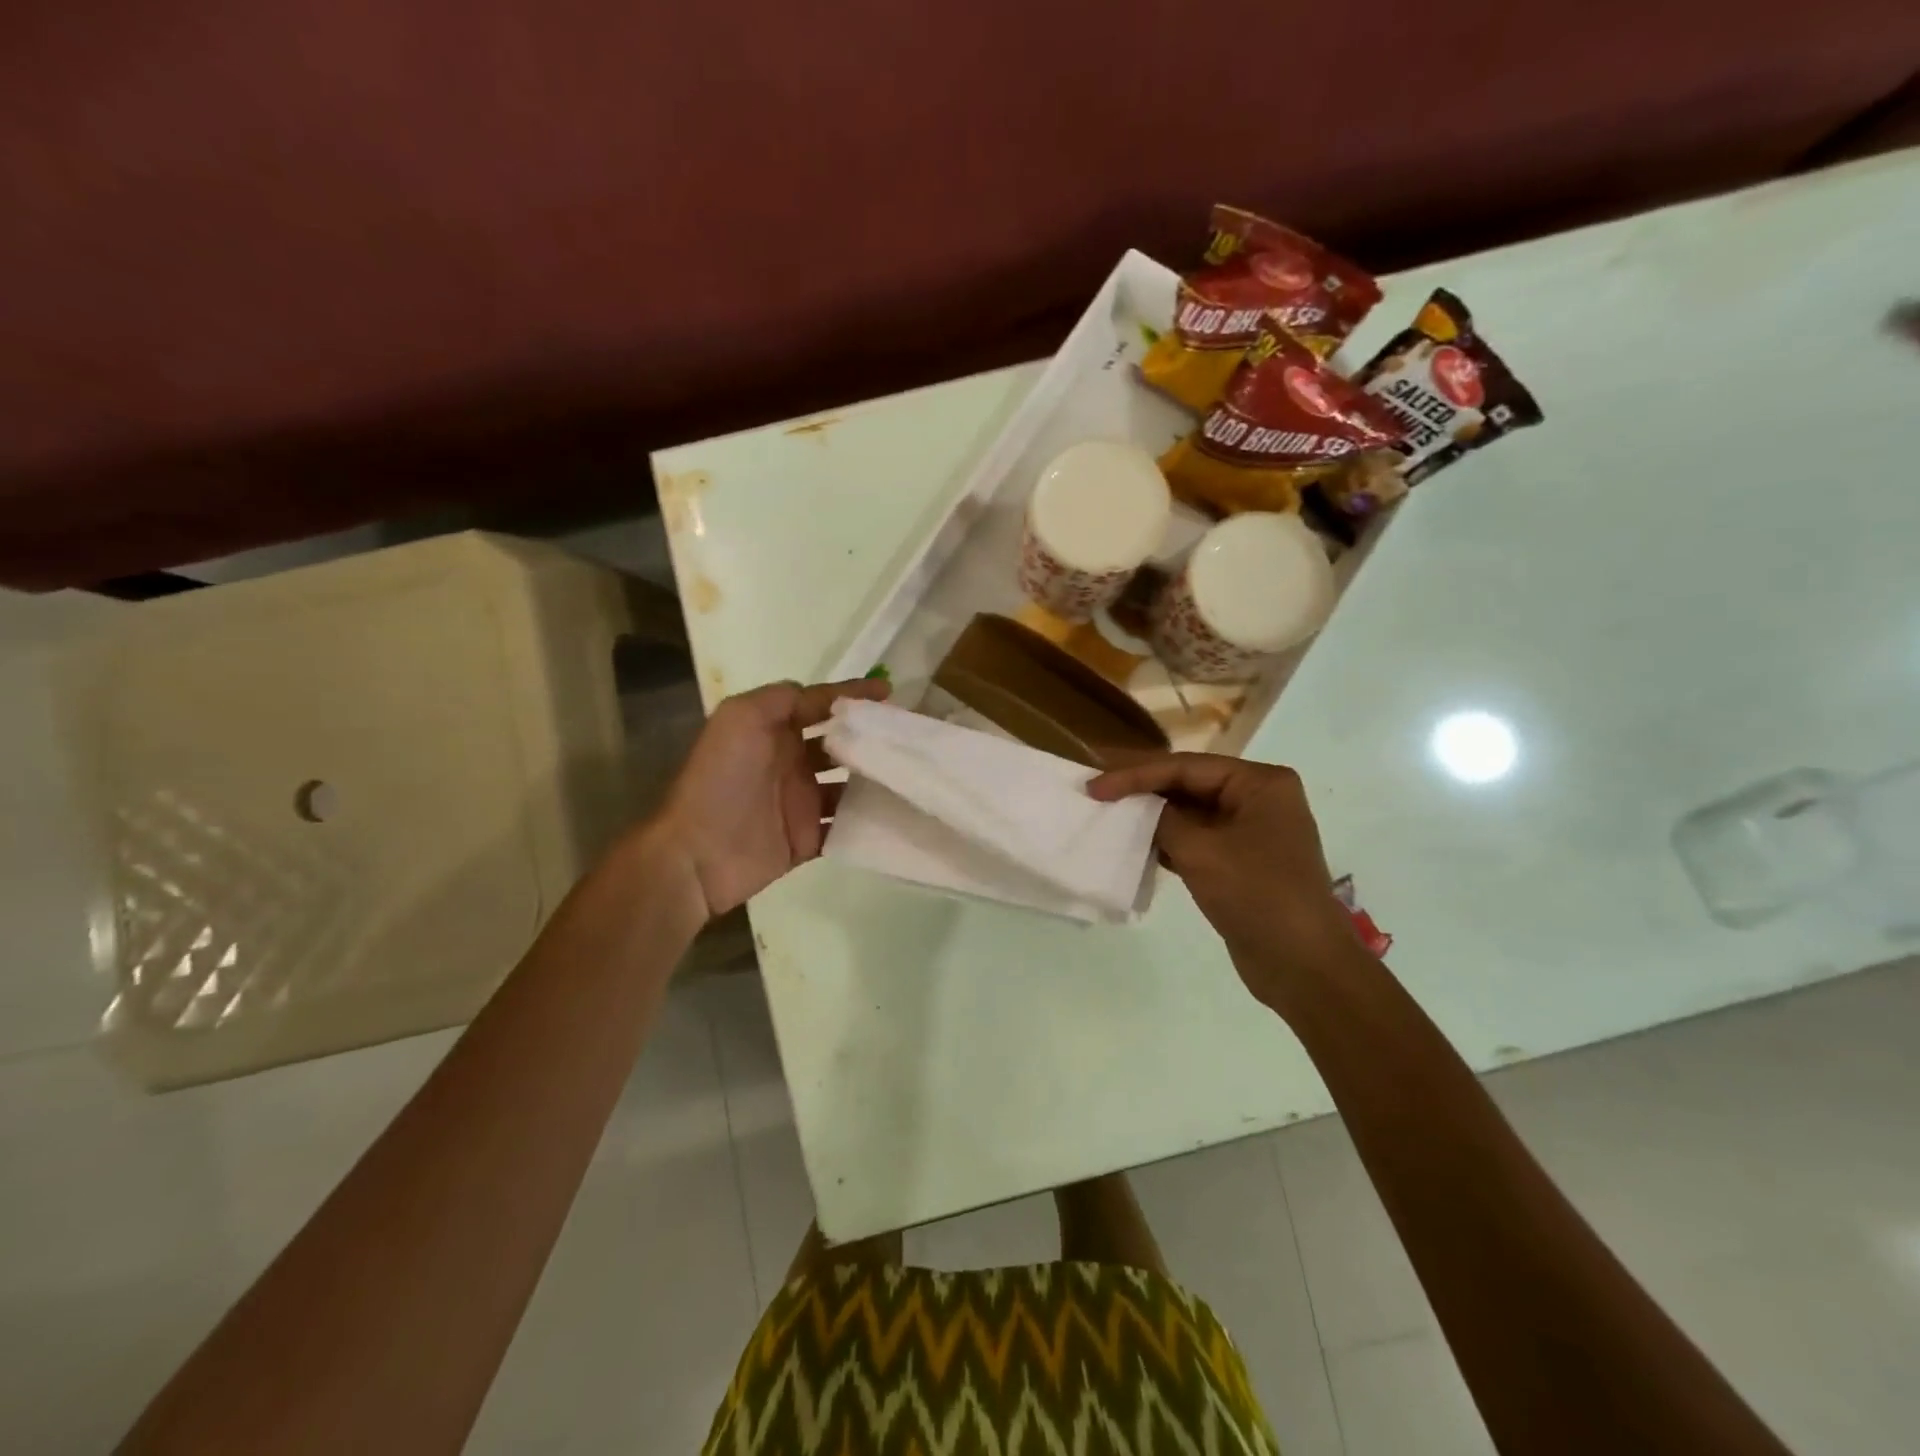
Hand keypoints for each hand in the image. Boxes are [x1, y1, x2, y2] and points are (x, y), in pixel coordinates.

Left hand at [654, 677, 889, 920]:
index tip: (890, 693)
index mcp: (773, 731)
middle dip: (871, 740)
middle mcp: (789, 763)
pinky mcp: (806, 840)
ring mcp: (799, 803)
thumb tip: (822, 696)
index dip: (852, 696)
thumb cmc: (720, 779)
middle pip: (840, 746)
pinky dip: (867, 822)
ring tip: (912, 776)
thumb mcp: (741, 718)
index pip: (819, 706)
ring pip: (848, 787)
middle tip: (909, 739)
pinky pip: (843, 827)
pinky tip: (896, 815)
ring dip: (875, 782)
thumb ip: (781, 698)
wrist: (696, 854)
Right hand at [1088, 753, 1363, 1007]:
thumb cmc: (1257, 896)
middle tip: (1097, 790)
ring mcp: (1251, 831)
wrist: (1303, 966)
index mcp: (1260, 783)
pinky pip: (1197, 840)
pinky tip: (1136, 845)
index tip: (1095, 786)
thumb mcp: (1202, 851)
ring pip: (1190, 814)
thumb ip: (1164, 820)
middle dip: (1144, 790)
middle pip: (1189, 784)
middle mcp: (1258, 799)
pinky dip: (1167, 841)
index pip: (1186, 767)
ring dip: (1153, 816)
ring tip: (1110, 815)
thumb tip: (1141, 808)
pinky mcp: (1241, 862)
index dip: (1136, 774)